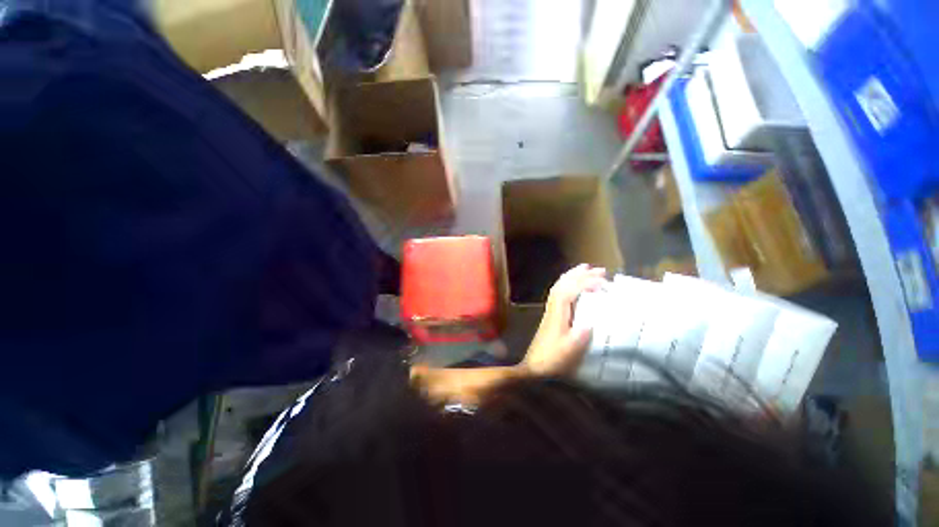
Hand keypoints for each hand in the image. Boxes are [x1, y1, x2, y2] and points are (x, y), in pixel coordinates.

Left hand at [522, 264, 606, 376]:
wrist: (534, 366)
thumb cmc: (552, 359)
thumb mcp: (568, 351)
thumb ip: (579, 337)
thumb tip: (590, 324)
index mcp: (557, 314)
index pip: (569, 291)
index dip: (584, 283)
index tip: (602, 281)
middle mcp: (553, 308)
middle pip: (563, 284)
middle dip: (580, 275)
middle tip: (599, 270)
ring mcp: (550, 310)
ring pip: (559, 286)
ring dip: (573, 276)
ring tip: (586, 269)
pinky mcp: (551, 315)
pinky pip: (558, 292)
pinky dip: (567, 284)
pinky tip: (574, 285)